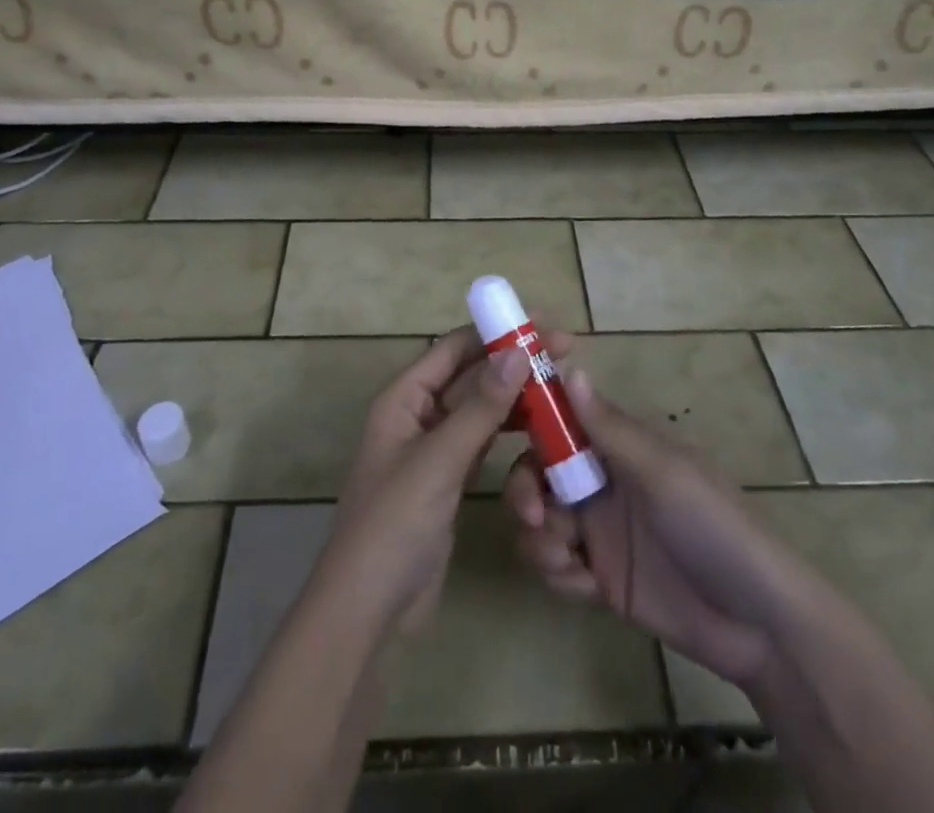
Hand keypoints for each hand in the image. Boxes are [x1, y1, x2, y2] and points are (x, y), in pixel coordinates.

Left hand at [315, 327, 534, 638]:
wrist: (368, 610)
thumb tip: (517, 351)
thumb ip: (480, 408)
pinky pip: (483, 440)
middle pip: (470, 374)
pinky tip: (540, 426)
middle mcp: (419, 414)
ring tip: (560, 385)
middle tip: (565, 352)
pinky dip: (509, 429)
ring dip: (515, 394)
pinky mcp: (449, 479)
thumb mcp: (438, 460)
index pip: (454, 348)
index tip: (542, 323)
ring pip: (480, 407)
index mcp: (404, 397)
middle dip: (512, 361)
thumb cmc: (394, 524)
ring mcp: (435, 448)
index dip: (496, 331)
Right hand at [503, 369, 789, 695]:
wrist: (757, 623)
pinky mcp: (600, 576)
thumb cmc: (714, 526)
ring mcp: (599, 529)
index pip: (561, 418)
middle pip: (538, 470)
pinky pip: (556, 565)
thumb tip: (569, 367)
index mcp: (618, 445)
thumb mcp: (663, 473)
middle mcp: (602, 479)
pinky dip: (558, 572)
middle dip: (525, 489)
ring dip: (539, 535)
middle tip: (533, 514)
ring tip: (565, 558)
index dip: (530, 419)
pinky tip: (584, 585)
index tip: (501, 430)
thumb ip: (610, 428)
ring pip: (540, 519)